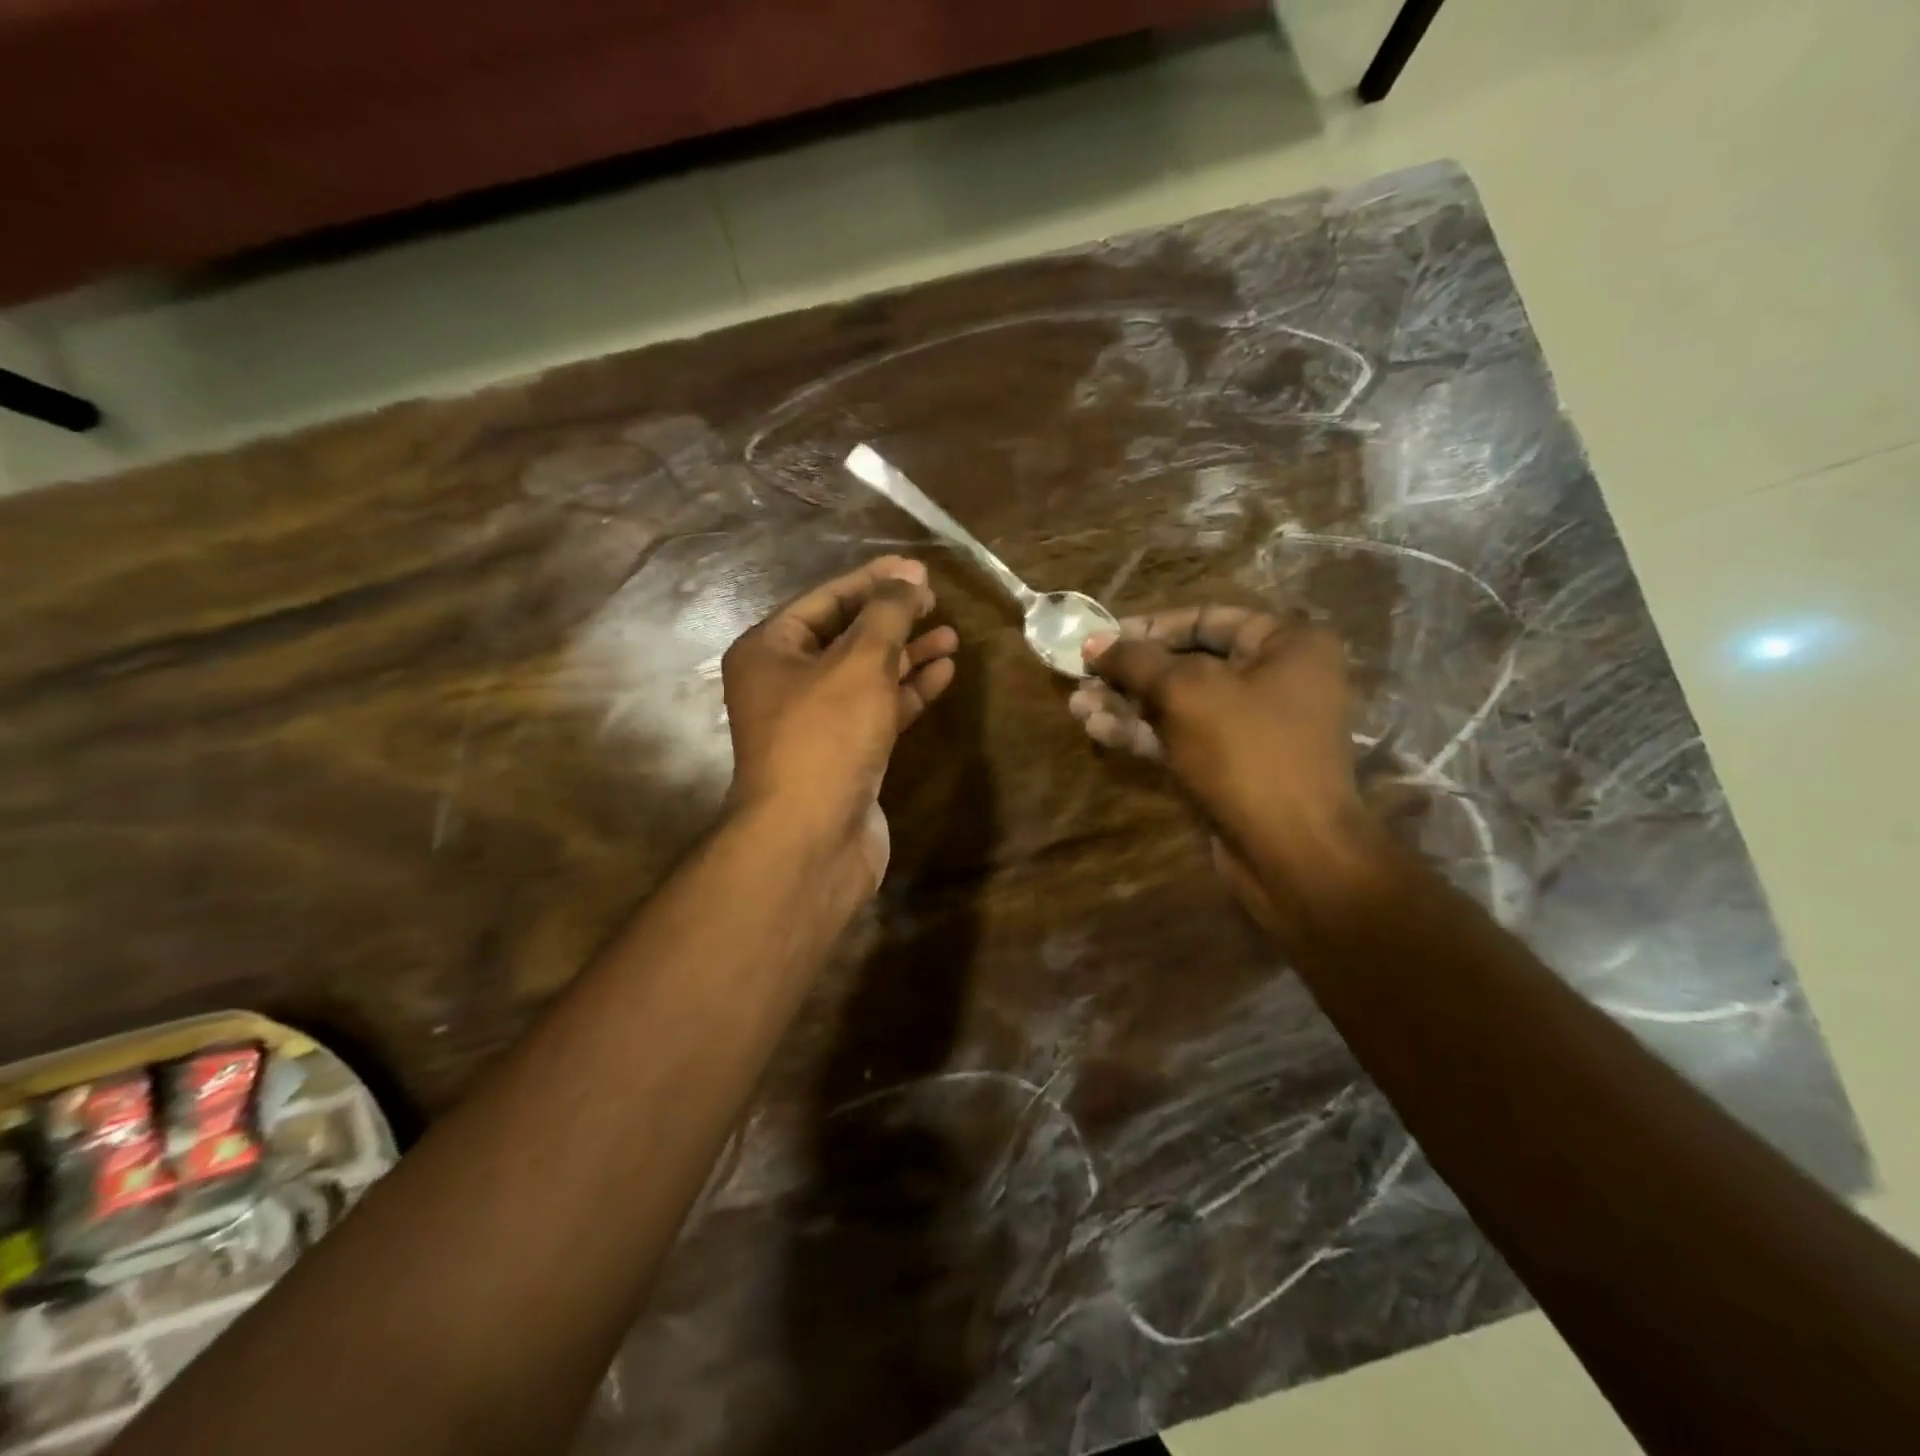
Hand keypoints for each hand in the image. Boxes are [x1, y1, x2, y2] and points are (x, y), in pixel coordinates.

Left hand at [722, 556, 958, 887]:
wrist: (812, 837)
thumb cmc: (826, 736)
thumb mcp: (859, 662)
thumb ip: (887, 614)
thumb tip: (910, 576)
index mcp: (770, 650)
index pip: (825, 599)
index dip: (873, 580)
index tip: (918, 571)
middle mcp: (786, 682)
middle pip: (846, 636)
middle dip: (892, 618)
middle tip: (936, 601)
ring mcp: (816, 722)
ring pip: (866, 675)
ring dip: (907, 655)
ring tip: (951, 634)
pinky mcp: (844, 753)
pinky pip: (878, 709)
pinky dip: (908, 691)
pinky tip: (943, 672)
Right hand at [1069, 606, 1365, 905]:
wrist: (1290, 849)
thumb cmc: (1246, 751)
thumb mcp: (1185, 692)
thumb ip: (1136, 660)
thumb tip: (1093, 641)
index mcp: (1286, 644)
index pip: (1206, 619)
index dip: (1148, 627)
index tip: (1101, 639)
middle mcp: (1276, 678)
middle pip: (1188, 663)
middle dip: (1130, 673)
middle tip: (1081, 676)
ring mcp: (1253, 726)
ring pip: (1178, 705)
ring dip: (1127, 704)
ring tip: (1077, 706)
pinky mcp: (1232, 764)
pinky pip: (1182, 736)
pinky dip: (1142, 732)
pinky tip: (1098, 728)